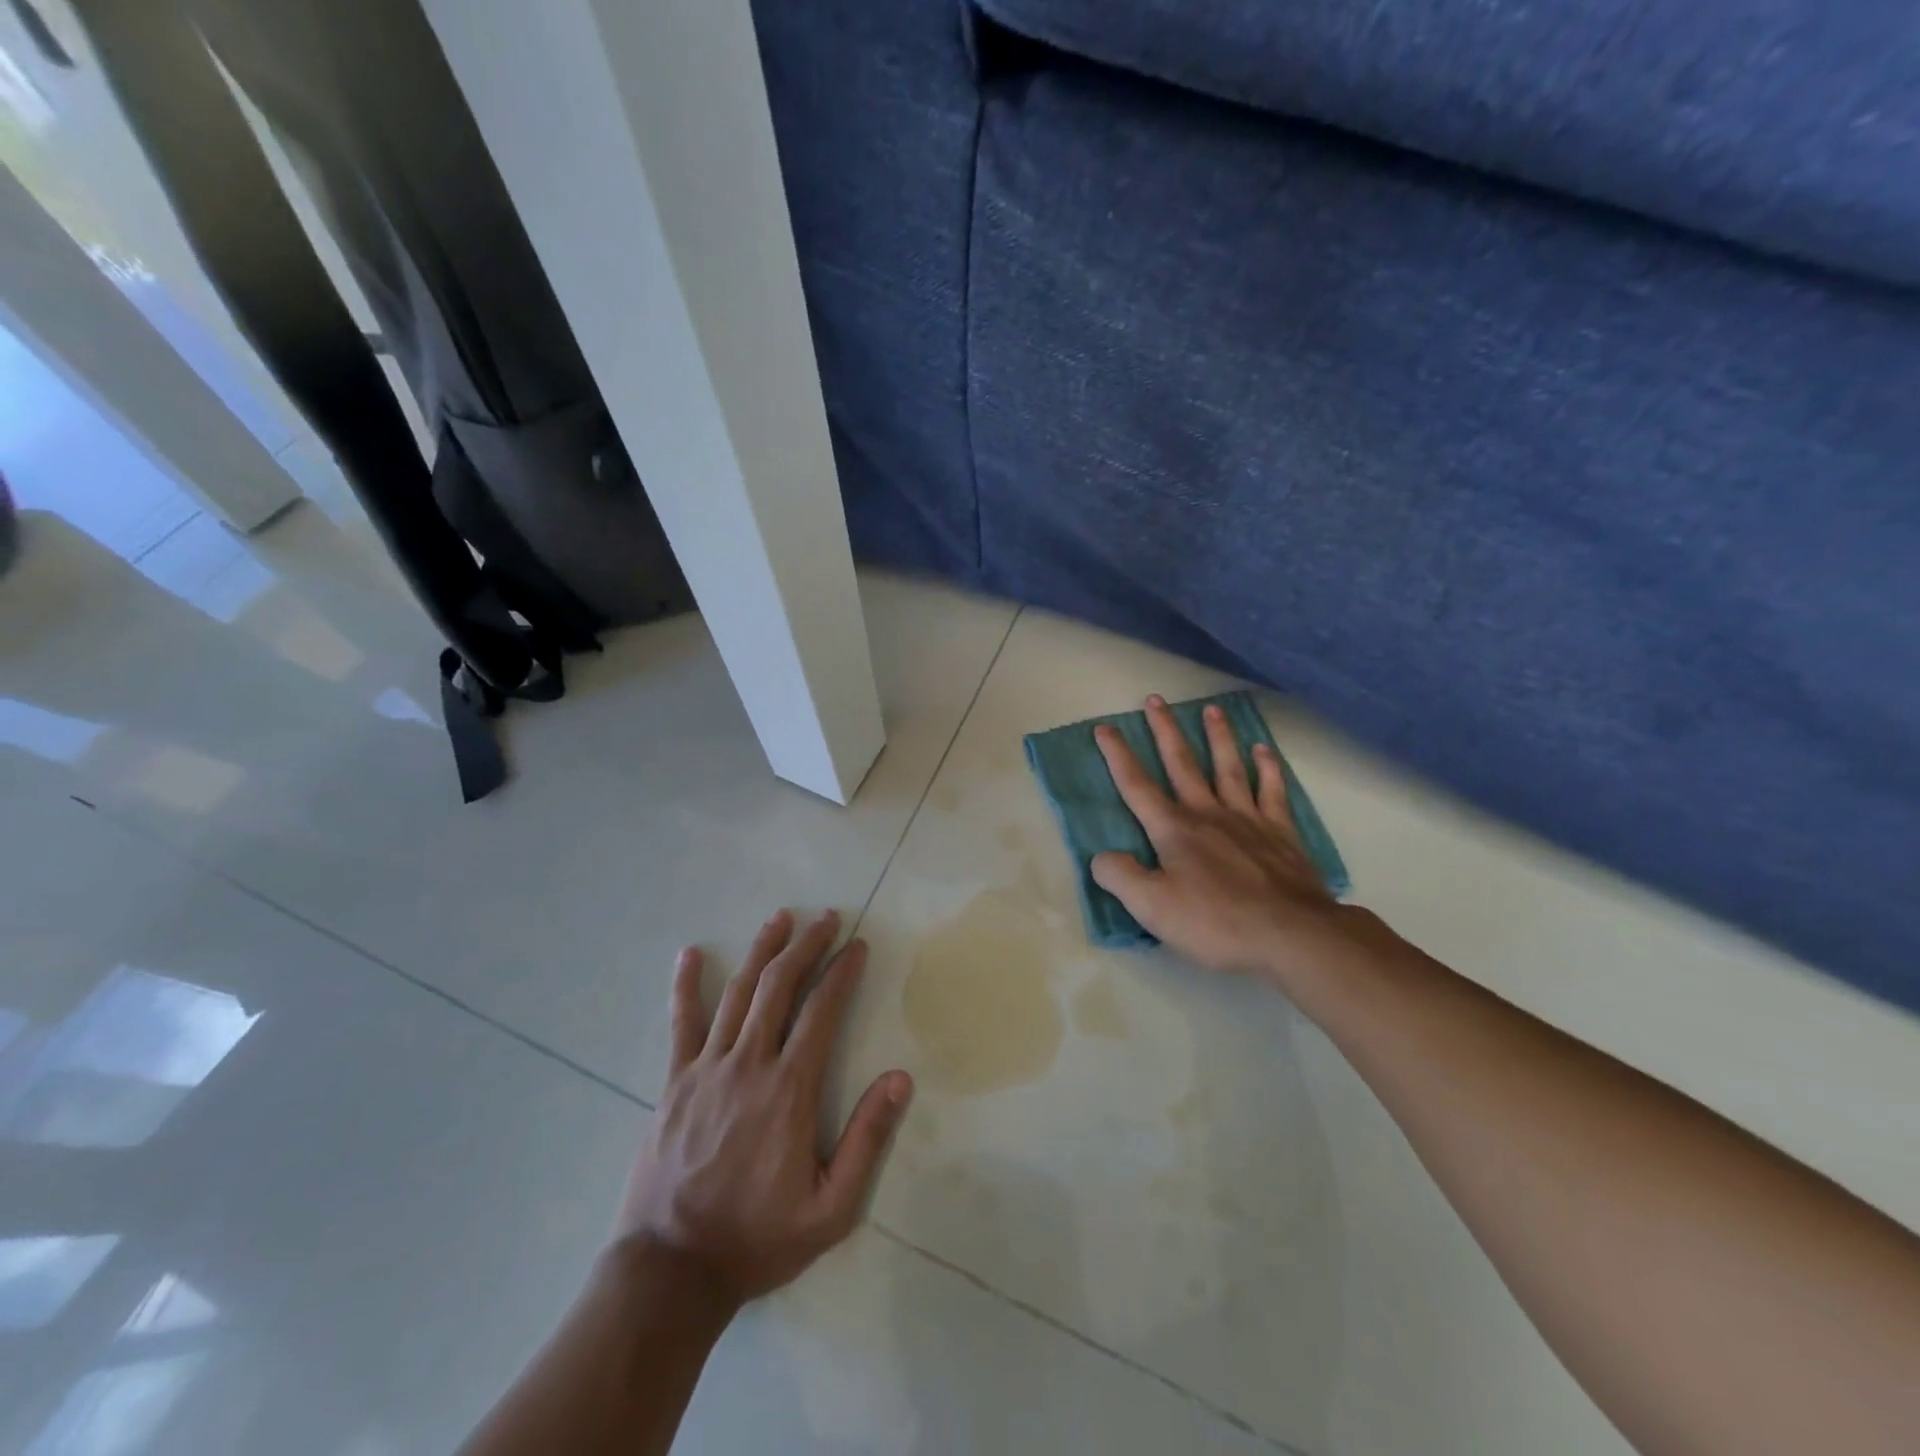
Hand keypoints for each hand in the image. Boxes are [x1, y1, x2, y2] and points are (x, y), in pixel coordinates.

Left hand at [615, 909, 912, 1309]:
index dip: (842, 972)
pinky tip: (689, 954)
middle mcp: (748, 1064)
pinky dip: (685, 985)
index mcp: (788, 1089)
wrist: (670, 1272)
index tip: (857, 944)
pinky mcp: (674, 1082)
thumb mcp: (830, 1208)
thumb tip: (900, 1078)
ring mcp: (706, 1068)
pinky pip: (681, 1023)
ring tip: (780, 918)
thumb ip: (867, 1140)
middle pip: (779, 986)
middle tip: (825, 917)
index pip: (822, 1011)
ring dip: (761, 950)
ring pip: (738, 992)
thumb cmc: (757, 1239)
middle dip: (806, 946)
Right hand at [1091, 695, 1357, 982]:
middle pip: (1182, 763)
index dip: (1118, 756)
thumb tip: (1101, 857)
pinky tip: (1263, 750)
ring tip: (1211, 709)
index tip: (1105, 728)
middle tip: (1155, 700)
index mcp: (1174, 829)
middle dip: (1165, 731)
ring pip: (1228, 767)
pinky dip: (1268, 768)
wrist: (1290, 934)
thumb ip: (1120, 877)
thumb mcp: (1152, 907)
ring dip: (1218, 737)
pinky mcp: (1281, 833)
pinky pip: (1272, 790)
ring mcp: (1248, 819)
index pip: (1137, 786)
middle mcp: (1208, 813)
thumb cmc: (1215, 921)